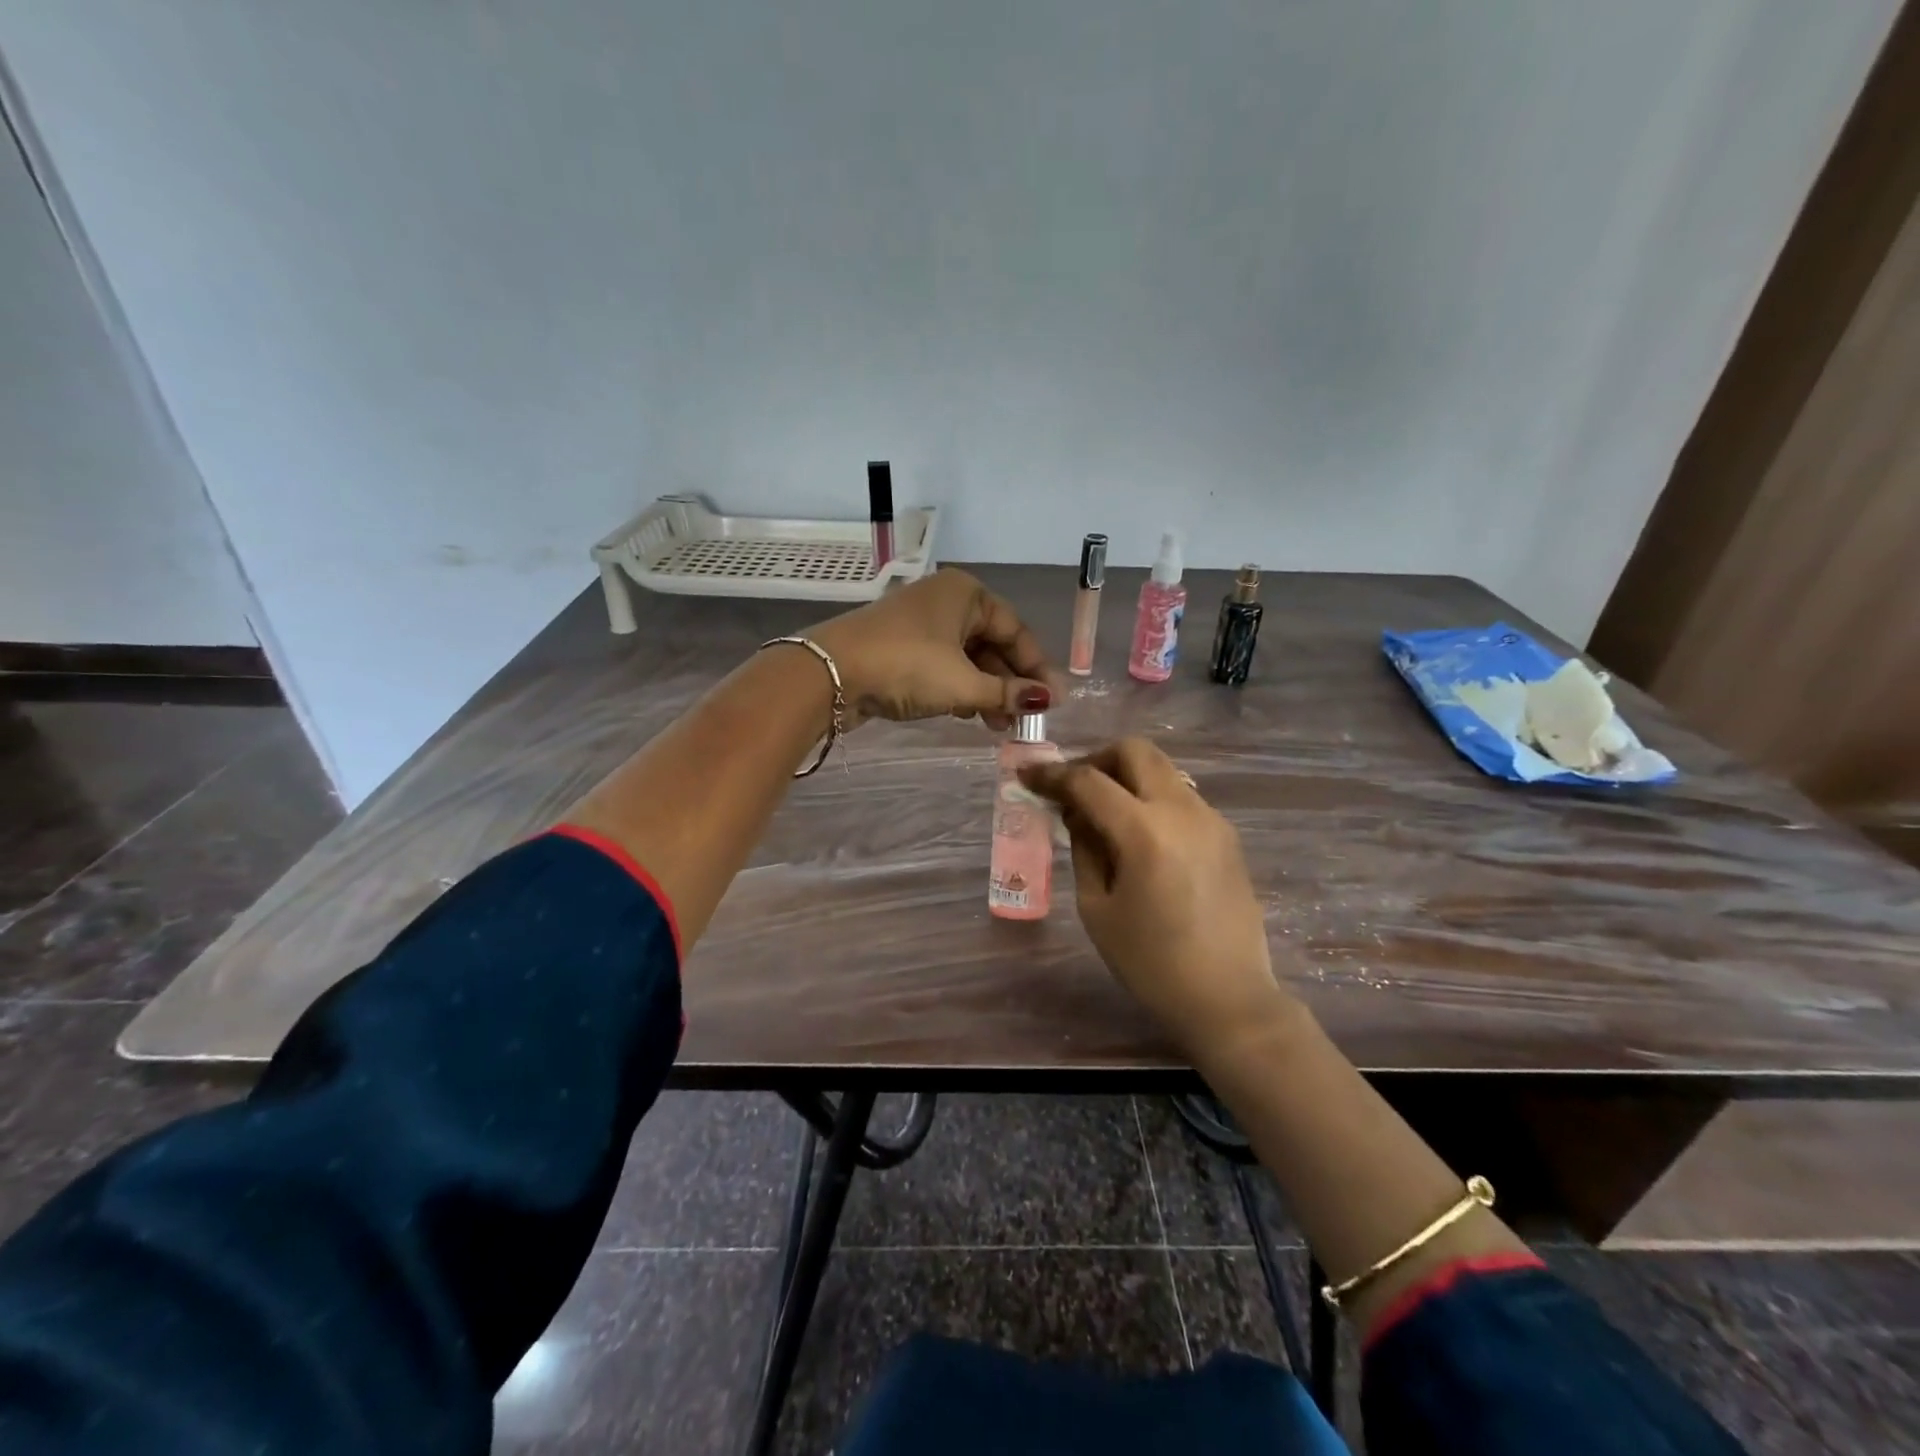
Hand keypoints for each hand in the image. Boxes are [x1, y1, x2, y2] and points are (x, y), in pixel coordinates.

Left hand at [811, 569, 1053, 728]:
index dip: (1035, 668)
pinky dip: (959, 690)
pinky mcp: (901, 648)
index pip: (1015, 630)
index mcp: (966, 594)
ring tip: (998, 726)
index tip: (1053, 701)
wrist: (830, 673)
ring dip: (985, 692)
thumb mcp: (963, 683)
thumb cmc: (907, 666)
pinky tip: (969, 715)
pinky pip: (943, 667)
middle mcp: (945, 601)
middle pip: (991, 645)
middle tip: (1024, 719)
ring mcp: (921, 624)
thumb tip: (1047, 700)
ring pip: (967, 659)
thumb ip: (1006, 693)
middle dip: (1009, 684)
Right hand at [1021, 738, 1291, 1057]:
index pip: (1089, 781)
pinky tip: (1139, 837)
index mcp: (1145, 832)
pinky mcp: (1226, 835)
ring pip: (1162, 770)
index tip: (1027, 775)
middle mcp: (1183, 811)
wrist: (1229, 999)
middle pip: (1135, 751)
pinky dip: (1151, 799)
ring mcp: (1211, 819)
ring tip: (1104, 815)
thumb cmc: (1151, 963)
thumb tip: (1077, 814)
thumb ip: (1084, 849)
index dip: (1052, 774)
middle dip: (1096, 760)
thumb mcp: (1098, 909)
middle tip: (1074, 789)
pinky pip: (1180, 797)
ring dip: (1126, 778)